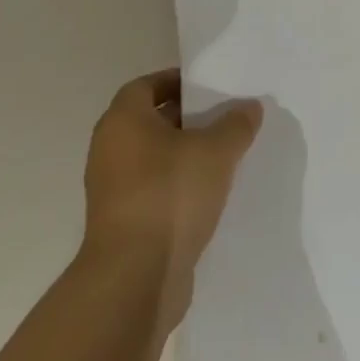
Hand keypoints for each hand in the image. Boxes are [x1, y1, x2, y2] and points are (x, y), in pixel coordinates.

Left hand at [81, 70, 261, 327]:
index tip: (209, 88)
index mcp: (123, 121)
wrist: (134, 279)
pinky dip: (178, 187)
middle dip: (187, 119)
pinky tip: (211, 195)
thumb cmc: (170, 195)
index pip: (147, 85)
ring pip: (154, 159)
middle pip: (151, 121)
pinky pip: (154, 191)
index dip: (177, 82)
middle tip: (225, 119)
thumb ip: (236, 124)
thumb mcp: (217, 151)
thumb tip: (249, 107)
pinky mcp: (122, 224)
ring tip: (225, 157)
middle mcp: (109, 150)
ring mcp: (112, 190)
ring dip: (185, 156)